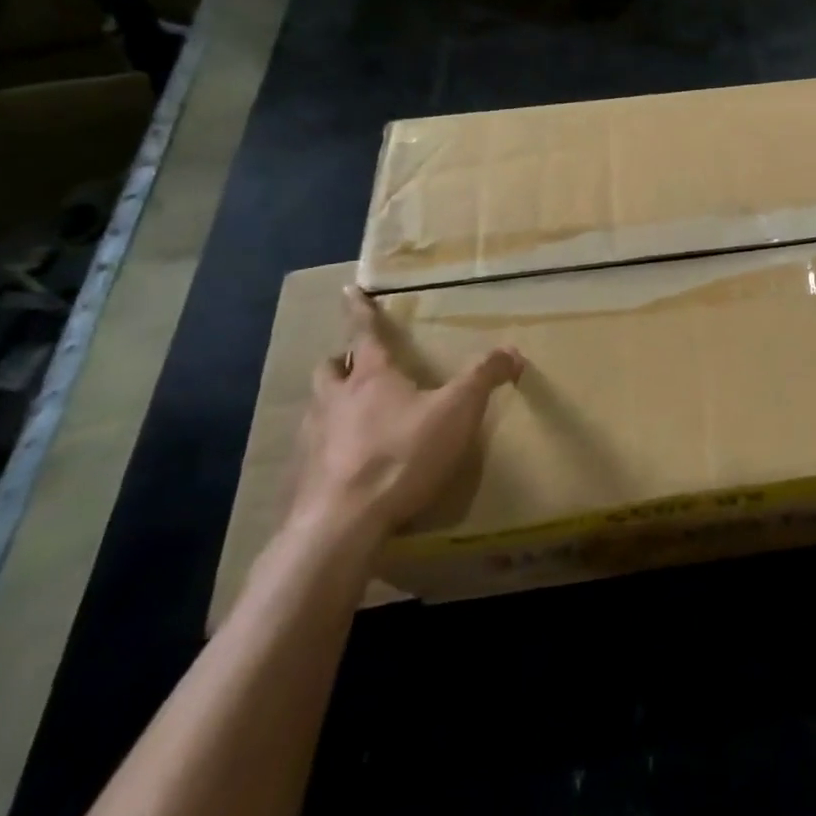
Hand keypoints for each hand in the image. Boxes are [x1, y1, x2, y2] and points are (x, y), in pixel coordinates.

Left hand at [292, 286, 523, 538]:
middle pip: (329, 369)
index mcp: (371, 378)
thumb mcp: (456, 411)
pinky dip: (327, 447)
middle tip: (355, 365)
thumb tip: (512, 351)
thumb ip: (484, 378)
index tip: (348, 290)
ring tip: (353, 414)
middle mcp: (334, 400)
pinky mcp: (303, 478)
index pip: (364, 334)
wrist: (340, 526)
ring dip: (331, 403)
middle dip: (340, 361)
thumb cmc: (401, 455)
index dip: (360, 311)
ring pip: (316, 408)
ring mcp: (312, 440)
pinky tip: (346, 464)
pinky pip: (312, 451)